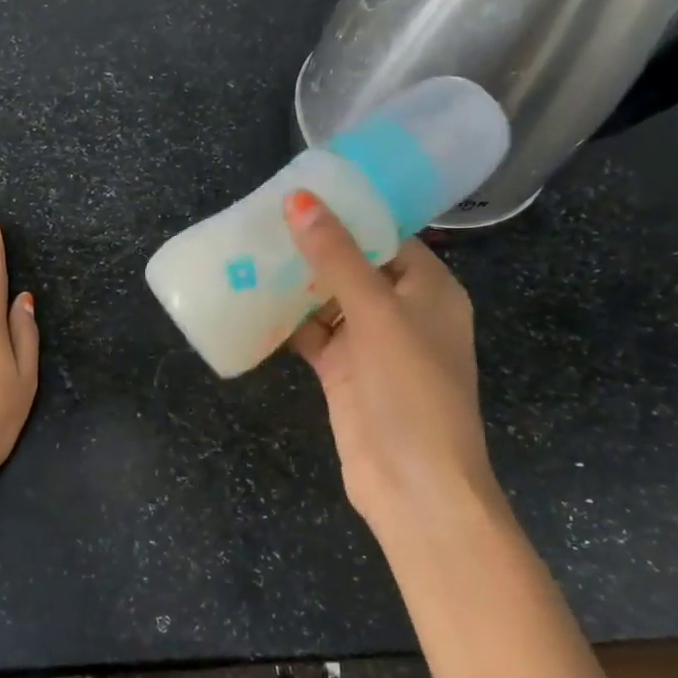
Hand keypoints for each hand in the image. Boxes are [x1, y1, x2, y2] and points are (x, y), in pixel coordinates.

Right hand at [283, 190, 494, 526]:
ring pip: (327, 299)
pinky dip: (286, 321)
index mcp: (429, 288)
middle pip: (353, 265)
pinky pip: (312, 334)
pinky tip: (251, 300)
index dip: (347, 213)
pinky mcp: (343, 372)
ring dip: (294, 282)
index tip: (300, 192)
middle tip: (261, 218)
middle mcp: (402, 311)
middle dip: (312, 245)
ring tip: (249, 250)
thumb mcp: (377, 312)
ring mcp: (371, 344)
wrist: (413, 484)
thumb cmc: (410, 388)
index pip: (387, 235)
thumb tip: (300, 199)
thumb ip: (337, 256)